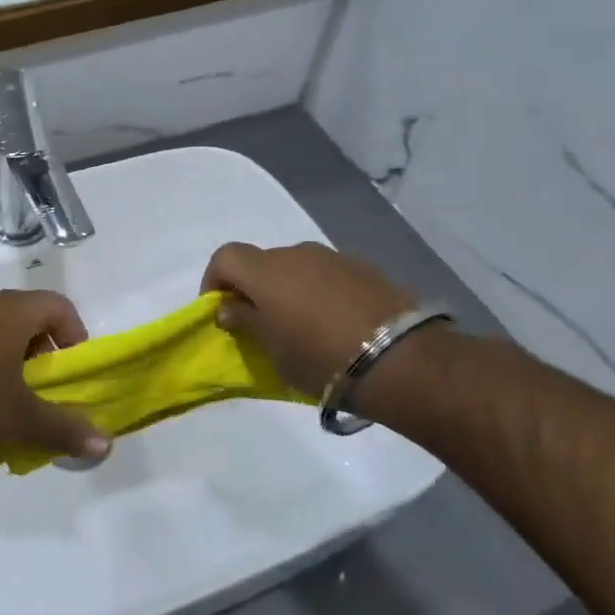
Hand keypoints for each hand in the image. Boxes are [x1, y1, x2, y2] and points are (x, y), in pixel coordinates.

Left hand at [0, 291, 110, 459]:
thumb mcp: (19, 418)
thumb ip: (64, 429)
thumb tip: (106, 444)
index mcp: (14, 311)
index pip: (61, 307)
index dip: (76, 338)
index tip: (72, 374)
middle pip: (34, 319)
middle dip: (47, 356)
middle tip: (46, 392)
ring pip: (5, 333)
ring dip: (18, 364)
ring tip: (15, 402)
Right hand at [201, 242, 418, 399]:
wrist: (400, 361)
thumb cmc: (321, 359)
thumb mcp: (274, 351)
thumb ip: (247, 322)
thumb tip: (228, 307)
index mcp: (266, 271)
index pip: (225, 257)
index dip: (214, 279)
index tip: (220, 309)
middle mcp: (297, 254)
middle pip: (262, 262)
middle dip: (254, 287)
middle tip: (261, 322)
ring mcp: (335, 258)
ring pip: (298, 267)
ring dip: (289, 289)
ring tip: (301, 325)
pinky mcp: (366, 269)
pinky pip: (328, 275)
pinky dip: (320, 292)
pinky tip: (335, 323)